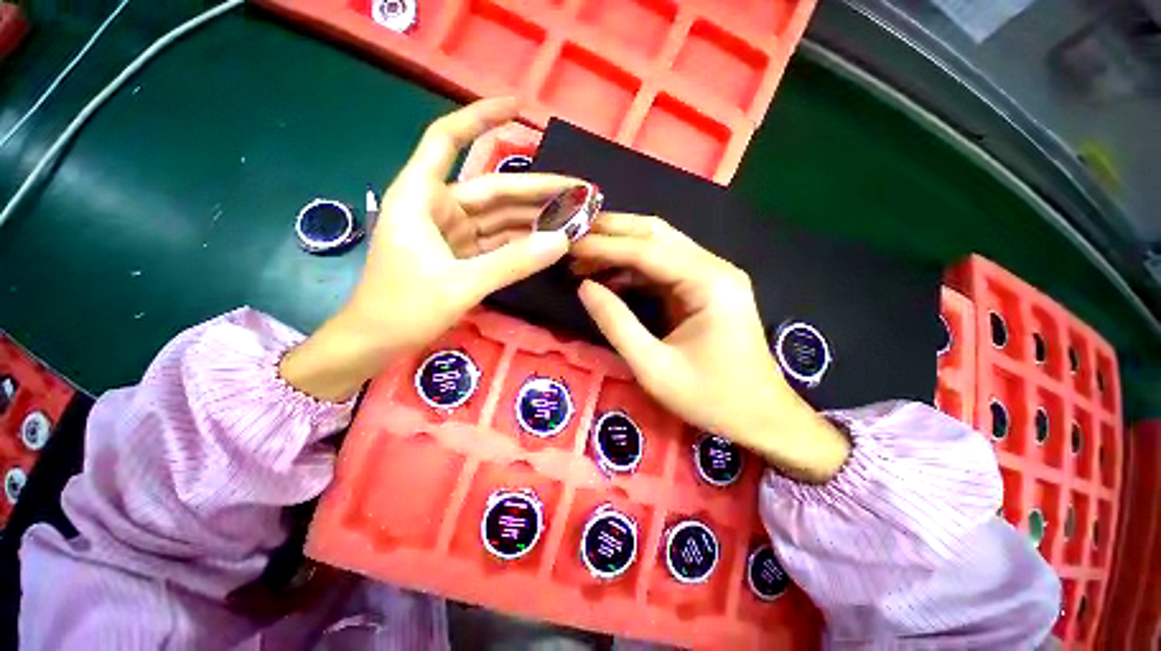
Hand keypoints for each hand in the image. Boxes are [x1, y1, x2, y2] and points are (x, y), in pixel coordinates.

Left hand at [282, 98, 580, 400]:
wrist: (375, 343)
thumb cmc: (402, 309)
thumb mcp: (461, 284)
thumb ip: (512, 262)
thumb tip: (561, 241)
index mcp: (421, 197)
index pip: (448, 140)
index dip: (480, 117)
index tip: (518, 107)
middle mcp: (438, 207)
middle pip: (493, 188)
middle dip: (537, 189)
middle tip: (581, 191)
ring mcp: (452, 233)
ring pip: (499, 216)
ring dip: (535, 218)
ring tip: (574, 217)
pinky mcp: (461, 255)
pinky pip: (497, 241)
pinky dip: (522, 241)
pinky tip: (548, 240)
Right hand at [571, 214, 849, 481]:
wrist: (761, 417)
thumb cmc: (711, 398)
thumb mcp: (654, 368)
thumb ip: (617, 324)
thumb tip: (584, 287)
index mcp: (709, 283)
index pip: (647, 250)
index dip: (604, 246)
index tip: (568, 244)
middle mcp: (714, 268)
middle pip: (655, 234)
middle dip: (611, 232)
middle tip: (572, 237)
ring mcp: (711, 276)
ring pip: (658, 247)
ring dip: (619, 249)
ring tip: (582, 259)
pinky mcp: (704, 289)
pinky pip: (663, 268)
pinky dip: (632, 269)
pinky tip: (607, 277)